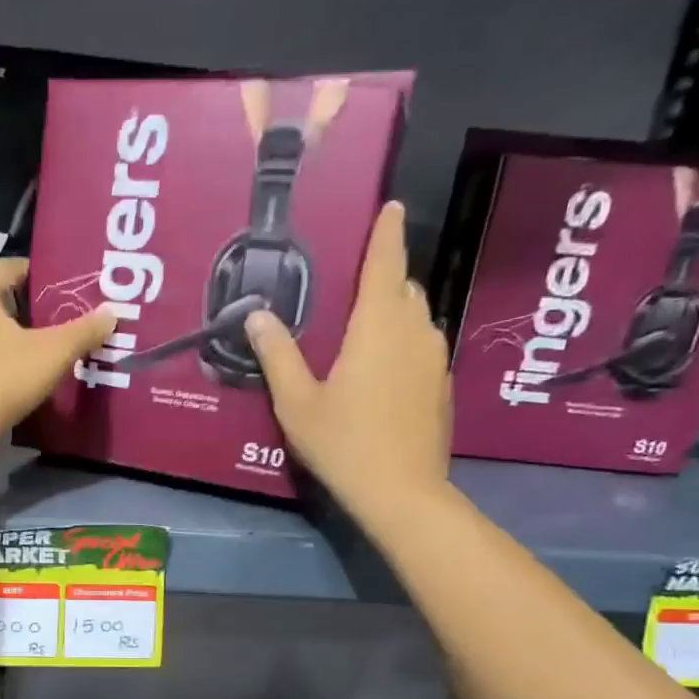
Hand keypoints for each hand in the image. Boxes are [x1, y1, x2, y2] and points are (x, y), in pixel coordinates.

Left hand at [0, 258, 116, 440]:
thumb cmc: (2, 378)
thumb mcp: (53, 353)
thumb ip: (83, 331)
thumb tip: (111, 313)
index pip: (6, 268)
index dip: (34, 273)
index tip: (58, 286)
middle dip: (19, 310)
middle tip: (49, 323)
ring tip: (27, 354)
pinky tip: (0, 382)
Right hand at [245, 202, 450, 524]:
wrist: (401, 492)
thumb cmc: (343, 442)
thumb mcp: (297, 402)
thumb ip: (278, 355)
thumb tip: (256, 315)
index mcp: (378, 327)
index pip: (385, 264)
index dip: (386, 233)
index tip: (391, 206)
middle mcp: (415, 332)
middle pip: (404, 289)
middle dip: (385, 277)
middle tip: (356, 282)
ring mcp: (434, 359)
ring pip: (418, 317)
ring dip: (395, 311)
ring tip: (366, 325)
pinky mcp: (441, 386)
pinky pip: (423, 346)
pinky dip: (404, 342)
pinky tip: (382, 369)